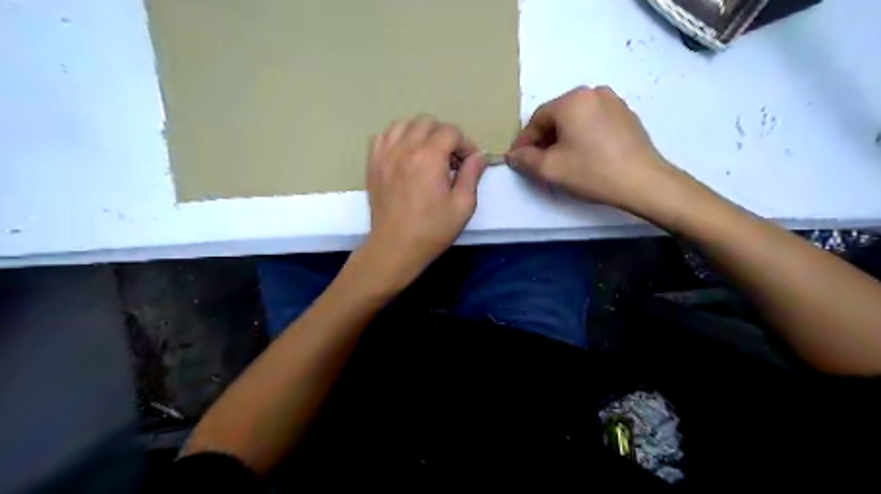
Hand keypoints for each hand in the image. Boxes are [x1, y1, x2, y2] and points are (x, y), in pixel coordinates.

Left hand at [357, 115, 488, 285]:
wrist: (395, 247)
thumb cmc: (432, 229)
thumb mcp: (463, 205)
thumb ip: (472, 175)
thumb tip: (478, 156)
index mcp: (429, 156)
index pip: (451, 132)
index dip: (465, 144)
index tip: (469, 163)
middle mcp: (405, 148)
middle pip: (427, 122)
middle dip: (444, 136)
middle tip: (450, 159)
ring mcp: (385, 154)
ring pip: (403, 124)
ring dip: (420, 133)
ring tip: (427, 154)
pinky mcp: (373, 164)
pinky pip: (383, 136)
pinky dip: (396, 138)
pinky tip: (404, 154)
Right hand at [506, 87, 671, 209]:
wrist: (643, 182)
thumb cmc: (591, 171)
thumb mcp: (550, 169)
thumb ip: (525, 159)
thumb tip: (512, 155)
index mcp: (572, 100)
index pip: (537, 119)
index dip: (524, 141)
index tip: (519, 160)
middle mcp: (593, 92)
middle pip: (557, 117)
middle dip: (544, 140)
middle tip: (539, 163)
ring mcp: (614, 102)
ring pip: (576, 120)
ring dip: (563, 138)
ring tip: (562, 161)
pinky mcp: (627, 115)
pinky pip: (594, 123)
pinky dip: (583, 137)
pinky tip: (585, 156)